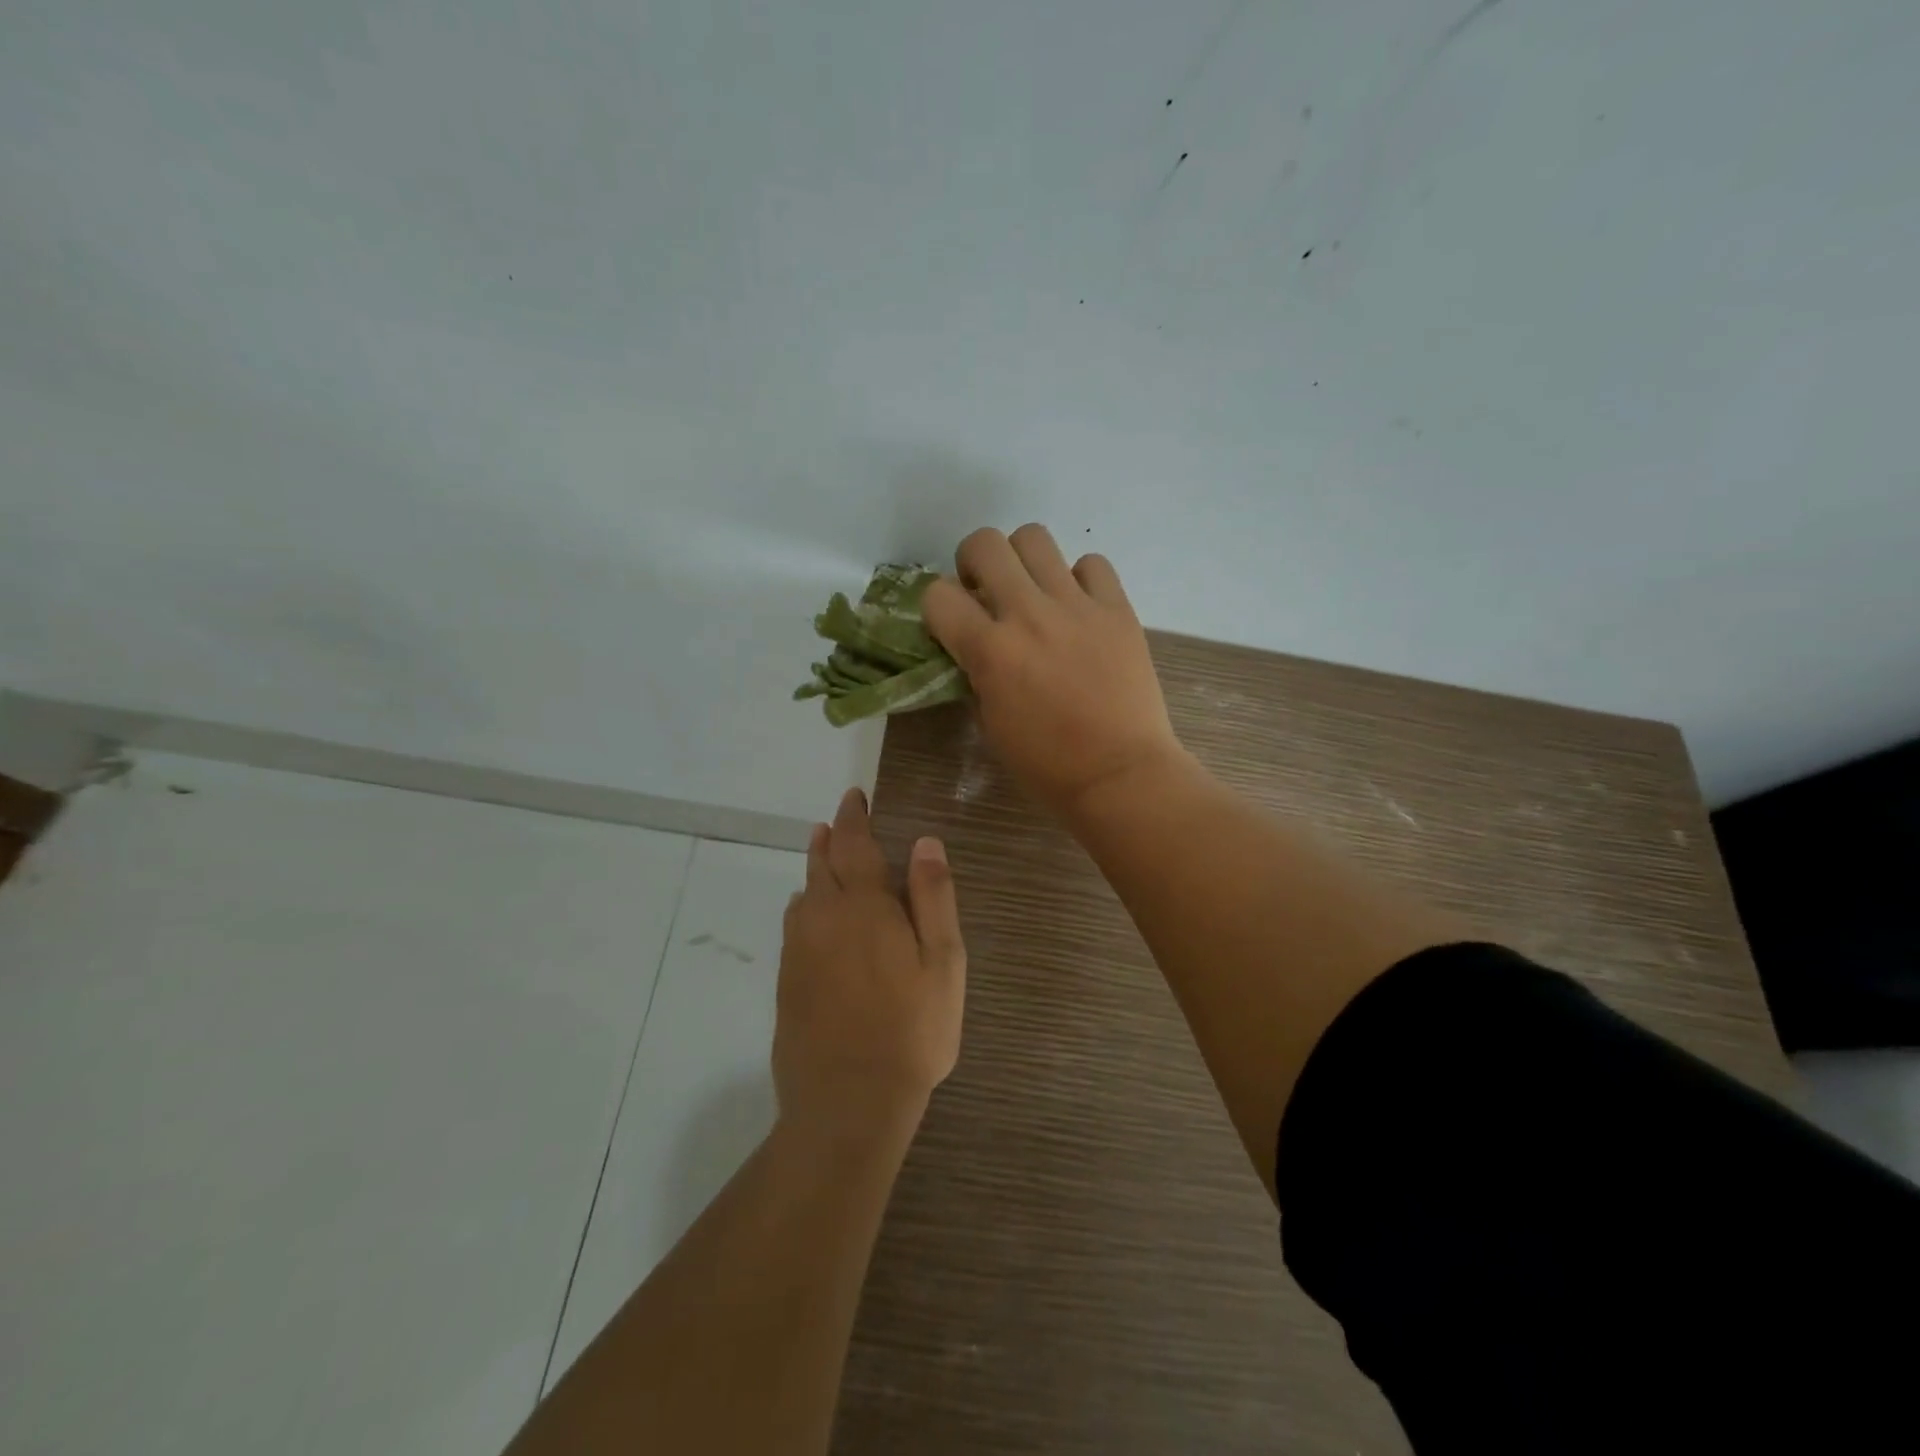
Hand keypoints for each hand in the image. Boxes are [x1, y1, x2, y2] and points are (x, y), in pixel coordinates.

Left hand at [775, 787, 966, 1140]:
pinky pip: (794, 926)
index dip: (854, 816)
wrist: (848, 1101)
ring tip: (823, 857)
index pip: (855, 843)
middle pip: (822, 864)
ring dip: (815, 870)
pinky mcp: (787, 980)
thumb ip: (933, 897)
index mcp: (865, 905)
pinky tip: (809, 915)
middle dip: (831, 839)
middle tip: (836, 823)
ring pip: (804, 893)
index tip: (854, 797)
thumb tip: (925, 841)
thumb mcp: (943, 962)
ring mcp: (799, 950)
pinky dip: (803, 907)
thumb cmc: (912, 1029)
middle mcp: (823, 917)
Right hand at [924, 524, 1187, 817]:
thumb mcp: (991, 723)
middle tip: (987, 592)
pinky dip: (1078, 579)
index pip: (938, 594)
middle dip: (973, 563)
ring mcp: (1077, 606)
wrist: (1120, 775)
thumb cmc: (1048, 765)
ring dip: (1022, 560)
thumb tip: (974, 647)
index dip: (938, 608)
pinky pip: (1091, 564)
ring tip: (1033, 591)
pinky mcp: (1118, 608)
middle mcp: (1029, 614)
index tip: (951, 625)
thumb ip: (976, 674)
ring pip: (1034, 538)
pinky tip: (1079, 609)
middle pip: (984, 543)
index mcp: (990, 651)